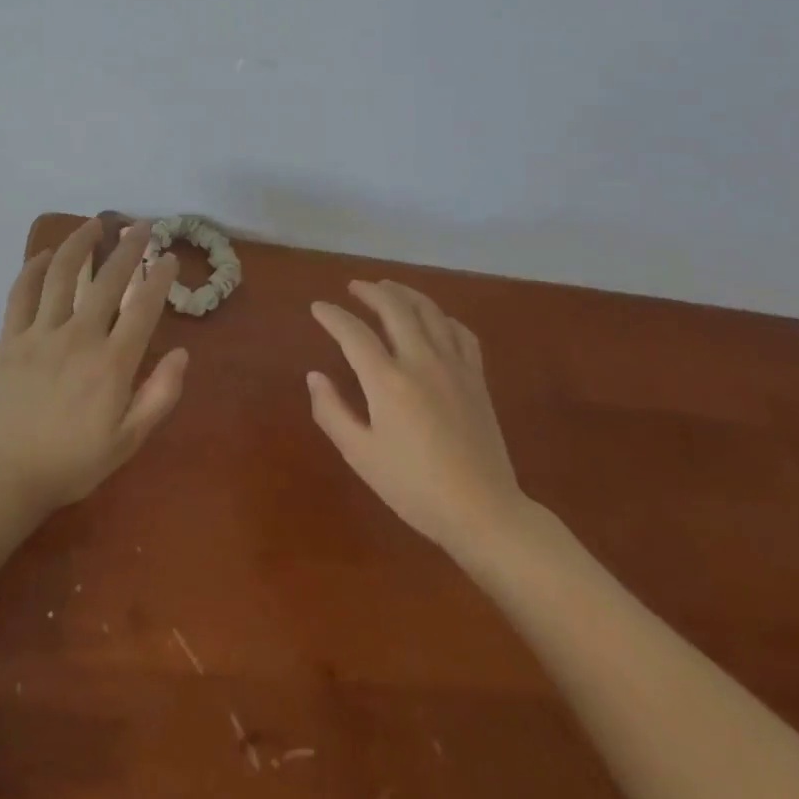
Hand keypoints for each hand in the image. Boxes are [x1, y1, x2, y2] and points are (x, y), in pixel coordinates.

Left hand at [0, 218, 187, 514]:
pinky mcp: (11, 337)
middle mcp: (79, 337)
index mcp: (112, 363)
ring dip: (80, 243)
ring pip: (63, 274)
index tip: (168, 257)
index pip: (142, 307)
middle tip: (141, 226)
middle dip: (128, 247)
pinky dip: (33, 268)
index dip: (159, 277)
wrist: (8, 476)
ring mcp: (41, 333)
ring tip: (95, 223)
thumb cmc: (74, 461)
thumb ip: (159, 395)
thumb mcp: (128, 440)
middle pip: (108, 279)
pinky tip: (45, 253)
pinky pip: (22, 292)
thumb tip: (182, 353)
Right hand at [308, 280, 532, 560]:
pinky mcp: (477, 378)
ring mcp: (454, 366)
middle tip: (354, 287)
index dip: (333, 315)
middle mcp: (421, 361)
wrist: (484, 512)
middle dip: (371, 292)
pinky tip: (435, 320)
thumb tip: (314, 376)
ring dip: (406, 293)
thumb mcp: (361, 456)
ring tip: (389, 288)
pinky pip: (461, 332)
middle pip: (394, 308)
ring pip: (429, 312)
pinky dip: (443, 317)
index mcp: (387, 380)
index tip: (318, 307)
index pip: (353, 332)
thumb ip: (332, 412)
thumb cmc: (414, 488)